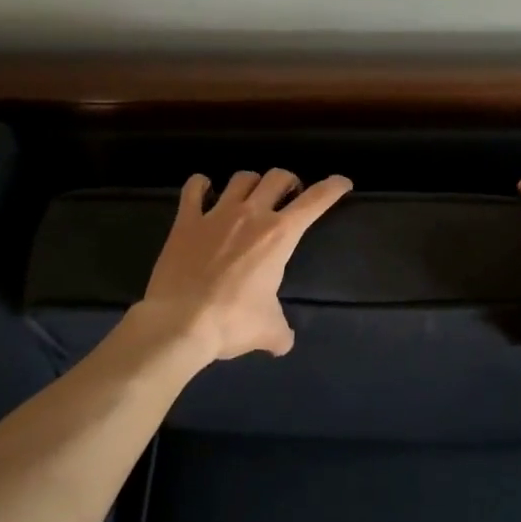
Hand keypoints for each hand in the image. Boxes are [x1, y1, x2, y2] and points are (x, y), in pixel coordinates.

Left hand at [131, 169, 352, 363]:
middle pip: (277, 177)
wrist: (178, 324)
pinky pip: (193, 189)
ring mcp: (216, 214)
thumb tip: (282, 343)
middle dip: (289, 182)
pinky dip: (201, 185)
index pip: (315, 201)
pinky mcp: (186, 221)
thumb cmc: (232, 322)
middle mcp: (251, 214)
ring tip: (251, 195)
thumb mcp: (268, 330)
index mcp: (279, 235)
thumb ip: (281, 332)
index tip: (342, 182)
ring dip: (251, 183)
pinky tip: (204, 190)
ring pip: (241, 178)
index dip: (332, 187)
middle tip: (289, 196)